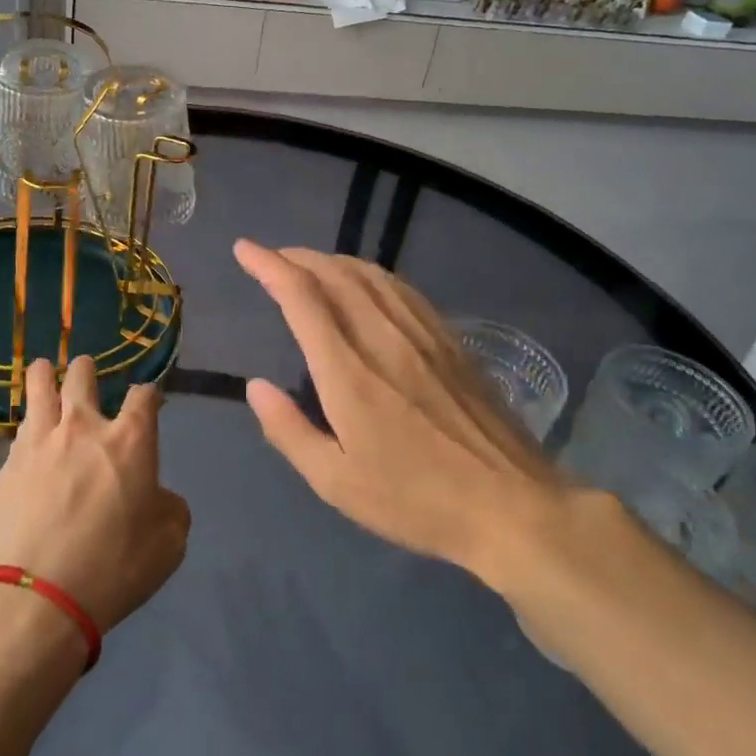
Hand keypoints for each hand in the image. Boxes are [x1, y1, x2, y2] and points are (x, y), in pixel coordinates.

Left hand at [0, 356, 190, 635]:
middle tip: (87, 372)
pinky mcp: (7, 465)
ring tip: (46, 369)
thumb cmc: (112, 568)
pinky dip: (28, 423)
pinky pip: (20, 429)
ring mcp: (40, 442)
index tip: (149, 401)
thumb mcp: (168, 544)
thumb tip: (157, 496)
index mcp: (129, 440)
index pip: (144, 396)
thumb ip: (170, 508)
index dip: (149, 394)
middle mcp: (84, 427)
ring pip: (40, 386)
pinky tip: (27, 432)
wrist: (33, 598)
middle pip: (83, 376)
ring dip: (46, 374)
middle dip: (88, 369)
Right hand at [233, 240, 571, 590]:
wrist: (511, 505)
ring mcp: (422, 334)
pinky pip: (401, 288)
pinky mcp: (449, 339)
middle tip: (271, 258)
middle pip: (335, 274)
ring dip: (332, 260)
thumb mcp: (336, 483)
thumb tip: (255, 386)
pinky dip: (371, 274)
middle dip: (297, 257)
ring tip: (310, 264)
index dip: (269, 266)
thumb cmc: (415, 500)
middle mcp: (383, 338)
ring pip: (370, 274)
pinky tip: (366, 283)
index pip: (302, 297)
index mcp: (348, 371)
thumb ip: (289, 430)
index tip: (245, 249)